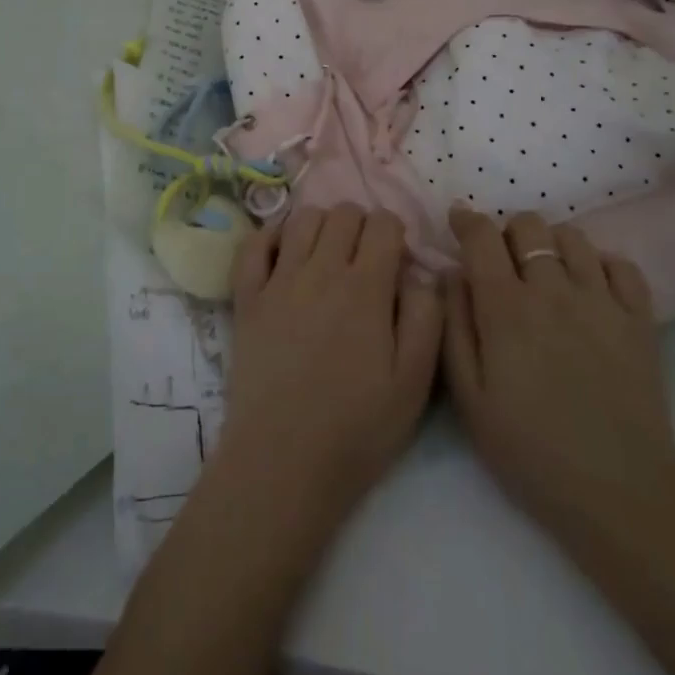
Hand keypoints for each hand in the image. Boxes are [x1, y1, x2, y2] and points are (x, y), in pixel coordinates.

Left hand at [217, 205, 442, 527]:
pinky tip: (284, 254)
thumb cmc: (357, 428)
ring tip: (329, 256)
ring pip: (302, 219)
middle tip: (366, 261)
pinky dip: (271, 236)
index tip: (397, 261)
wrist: (283, 461)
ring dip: (322, 226)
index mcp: (365, 288)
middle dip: (362, 226)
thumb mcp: (415, 382)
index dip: (396, 233)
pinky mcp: (247, 298)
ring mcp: (278, 281)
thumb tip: (421, 273)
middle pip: (343, 213)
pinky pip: (253, 245)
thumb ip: (427, 317)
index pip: (383, 223)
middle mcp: (320, 270)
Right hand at [442, 208, 674, 549]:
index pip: (482, 236)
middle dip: (507, 232)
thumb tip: (450, 273)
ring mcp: (602, 301)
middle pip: (528, 225)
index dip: (466, 219)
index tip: (458, 220)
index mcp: (506, 308)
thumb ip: (453, 326)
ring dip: (551, 244)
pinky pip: (623, 264)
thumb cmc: (530, 451)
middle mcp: (553, 290)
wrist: (619, 497)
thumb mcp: (469, 398)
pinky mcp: (641, 320)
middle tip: (501, 261)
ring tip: (546, 273)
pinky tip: (591, 288)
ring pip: (573, 237)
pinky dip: (602, 264)